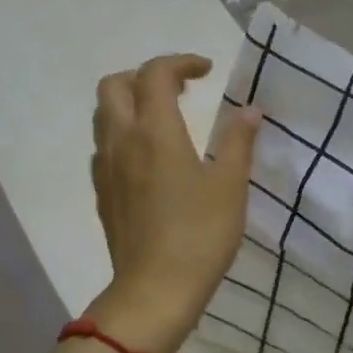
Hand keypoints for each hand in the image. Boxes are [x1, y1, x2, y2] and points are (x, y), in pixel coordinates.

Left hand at [88, 53, 260, 352]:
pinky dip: (123, 135)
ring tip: (164, 120)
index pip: (155, 74)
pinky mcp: (102, 193)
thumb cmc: (200, 234)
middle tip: (179, 90)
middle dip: (145, 76)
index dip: (181, 62)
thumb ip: (238, 142)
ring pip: (104, 116)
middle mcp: (122, 140)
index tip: (206, 71)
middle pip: (114, 85)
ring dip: (130, 104)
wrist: (155, 290)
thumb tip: (250, 111)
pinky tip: (149, 159)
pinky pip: (104, 146)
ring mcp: (105, 168)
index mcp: (155, 131)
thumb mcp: (230, 186)